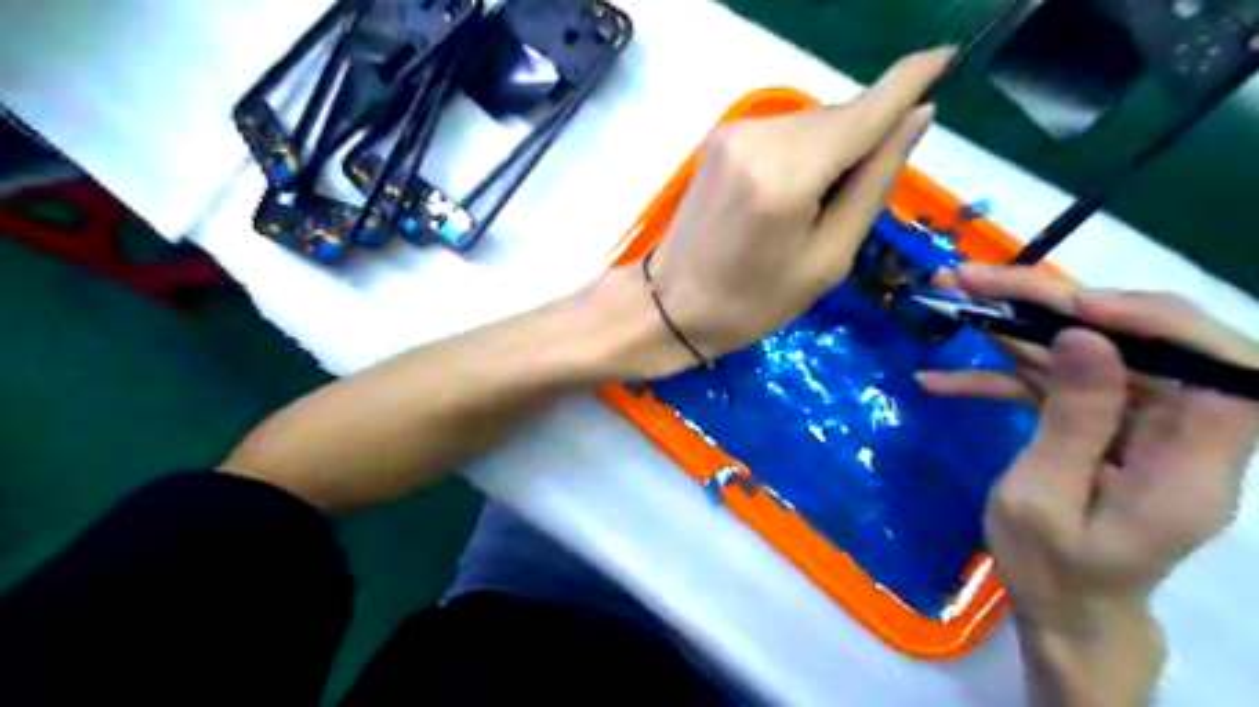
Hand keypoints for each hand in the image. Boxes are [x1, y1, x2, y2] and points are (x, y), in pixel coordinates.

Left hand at [645, 47, 948, 366]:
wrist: (671, 305)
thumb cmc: (753, 302)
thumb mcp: (827, 260)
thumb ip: (874, 185)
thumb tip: (916, 119)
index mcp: (788, 176)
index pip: (864, 112)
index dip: (909, 82)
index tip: (945, 58)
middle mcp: (760, 138)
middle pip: (838, 118)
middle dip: (864, 140)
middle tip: (857, 195)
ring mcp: (733, 133)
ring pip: (811, 123)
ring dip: (831, 149)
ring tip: (815, 206)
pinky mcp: (719, 138)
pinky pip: (783, 132)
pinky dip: (802, 152)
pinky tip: (791, 192)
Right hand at [917, 264, 1258, 706]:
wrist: (1062, 605)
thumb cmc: (1054, 569)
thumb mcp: (1046, 500)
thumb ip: (1072, 421)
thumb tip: (1089, 337)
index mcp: (1191, 463)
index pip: (1220, 368)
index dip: (1158, 321)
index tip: (1075, 306)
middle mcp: (1174, 429)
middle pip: (1132, 340)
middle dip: (1051, 302)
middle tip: (973, 280)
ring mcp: (1129, 421)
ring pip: (1081, 350)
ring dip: (1013, 323)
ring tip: (951, 296)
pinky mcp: (1089, 420)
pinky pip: (1050, 383)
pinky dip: (995, 376)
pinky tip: (938, 379)